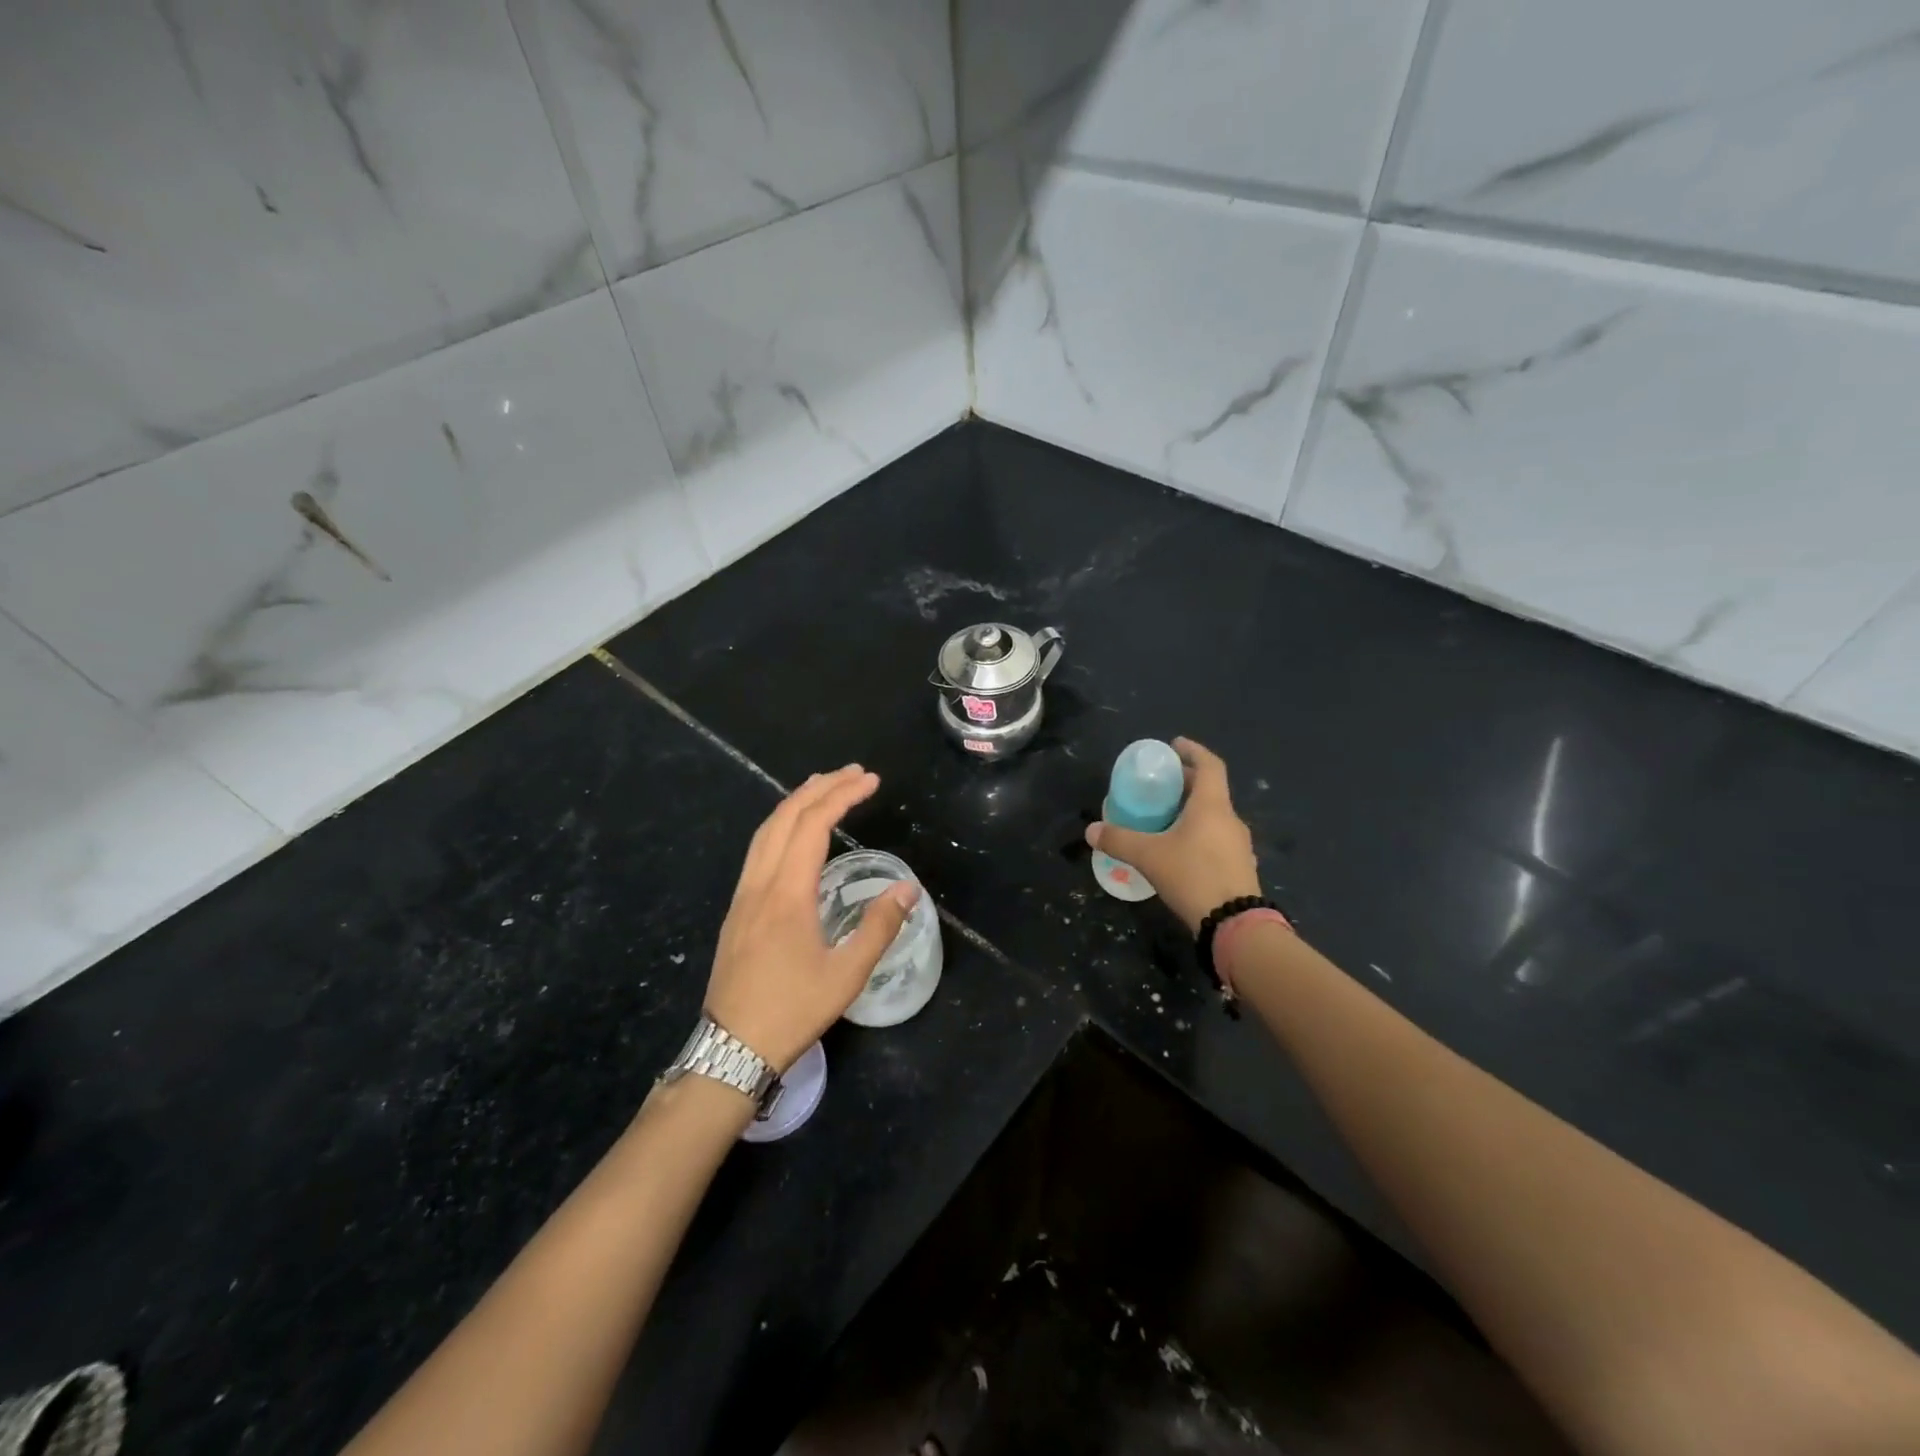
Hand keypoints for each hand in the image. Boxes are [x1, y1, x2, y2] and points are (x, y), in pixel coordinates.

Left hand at [705, 765, 920, 1073]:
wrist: (732, 1048)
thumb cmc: (793, 1010)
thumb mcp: (847, 974)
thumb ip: (879, 926)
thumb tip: (908, 888)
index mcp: (787, 893)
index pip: (814, 825)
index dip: (843, 795)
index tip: (871, 780)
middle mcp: (760, 884)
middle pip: (785, 817)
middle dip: (820, 787)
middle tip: (854, 773)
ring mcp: (743, 895)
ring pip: (765, 831)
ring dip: (795, 803)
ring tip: (823, 788)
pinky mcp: (736, 910)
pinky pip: (757, 850)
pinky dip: (780, 825)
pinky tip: (794, 835)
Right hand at [1085, 736, 1259, 934]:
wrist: (1235, 924)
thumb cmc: (1193, 876)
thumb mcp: (1149, 856)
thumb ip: (1119, 840)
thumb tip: (1091, 830)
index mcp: (1212, 805)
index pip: (1209, 765)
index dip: (1192, 751)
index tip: (1174, 745)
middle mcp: (1229, 819)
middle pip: (1209, 790)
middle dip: (1185, 783)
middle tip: (1159, 785)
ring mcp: (1238, 845)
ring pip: (1213, 816)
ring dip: (1191, 810)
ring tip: (1164, 817)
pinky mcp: (1239, 867)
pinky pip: (1216, 838)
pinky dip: (1198, 834)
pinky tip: (1179, 850)